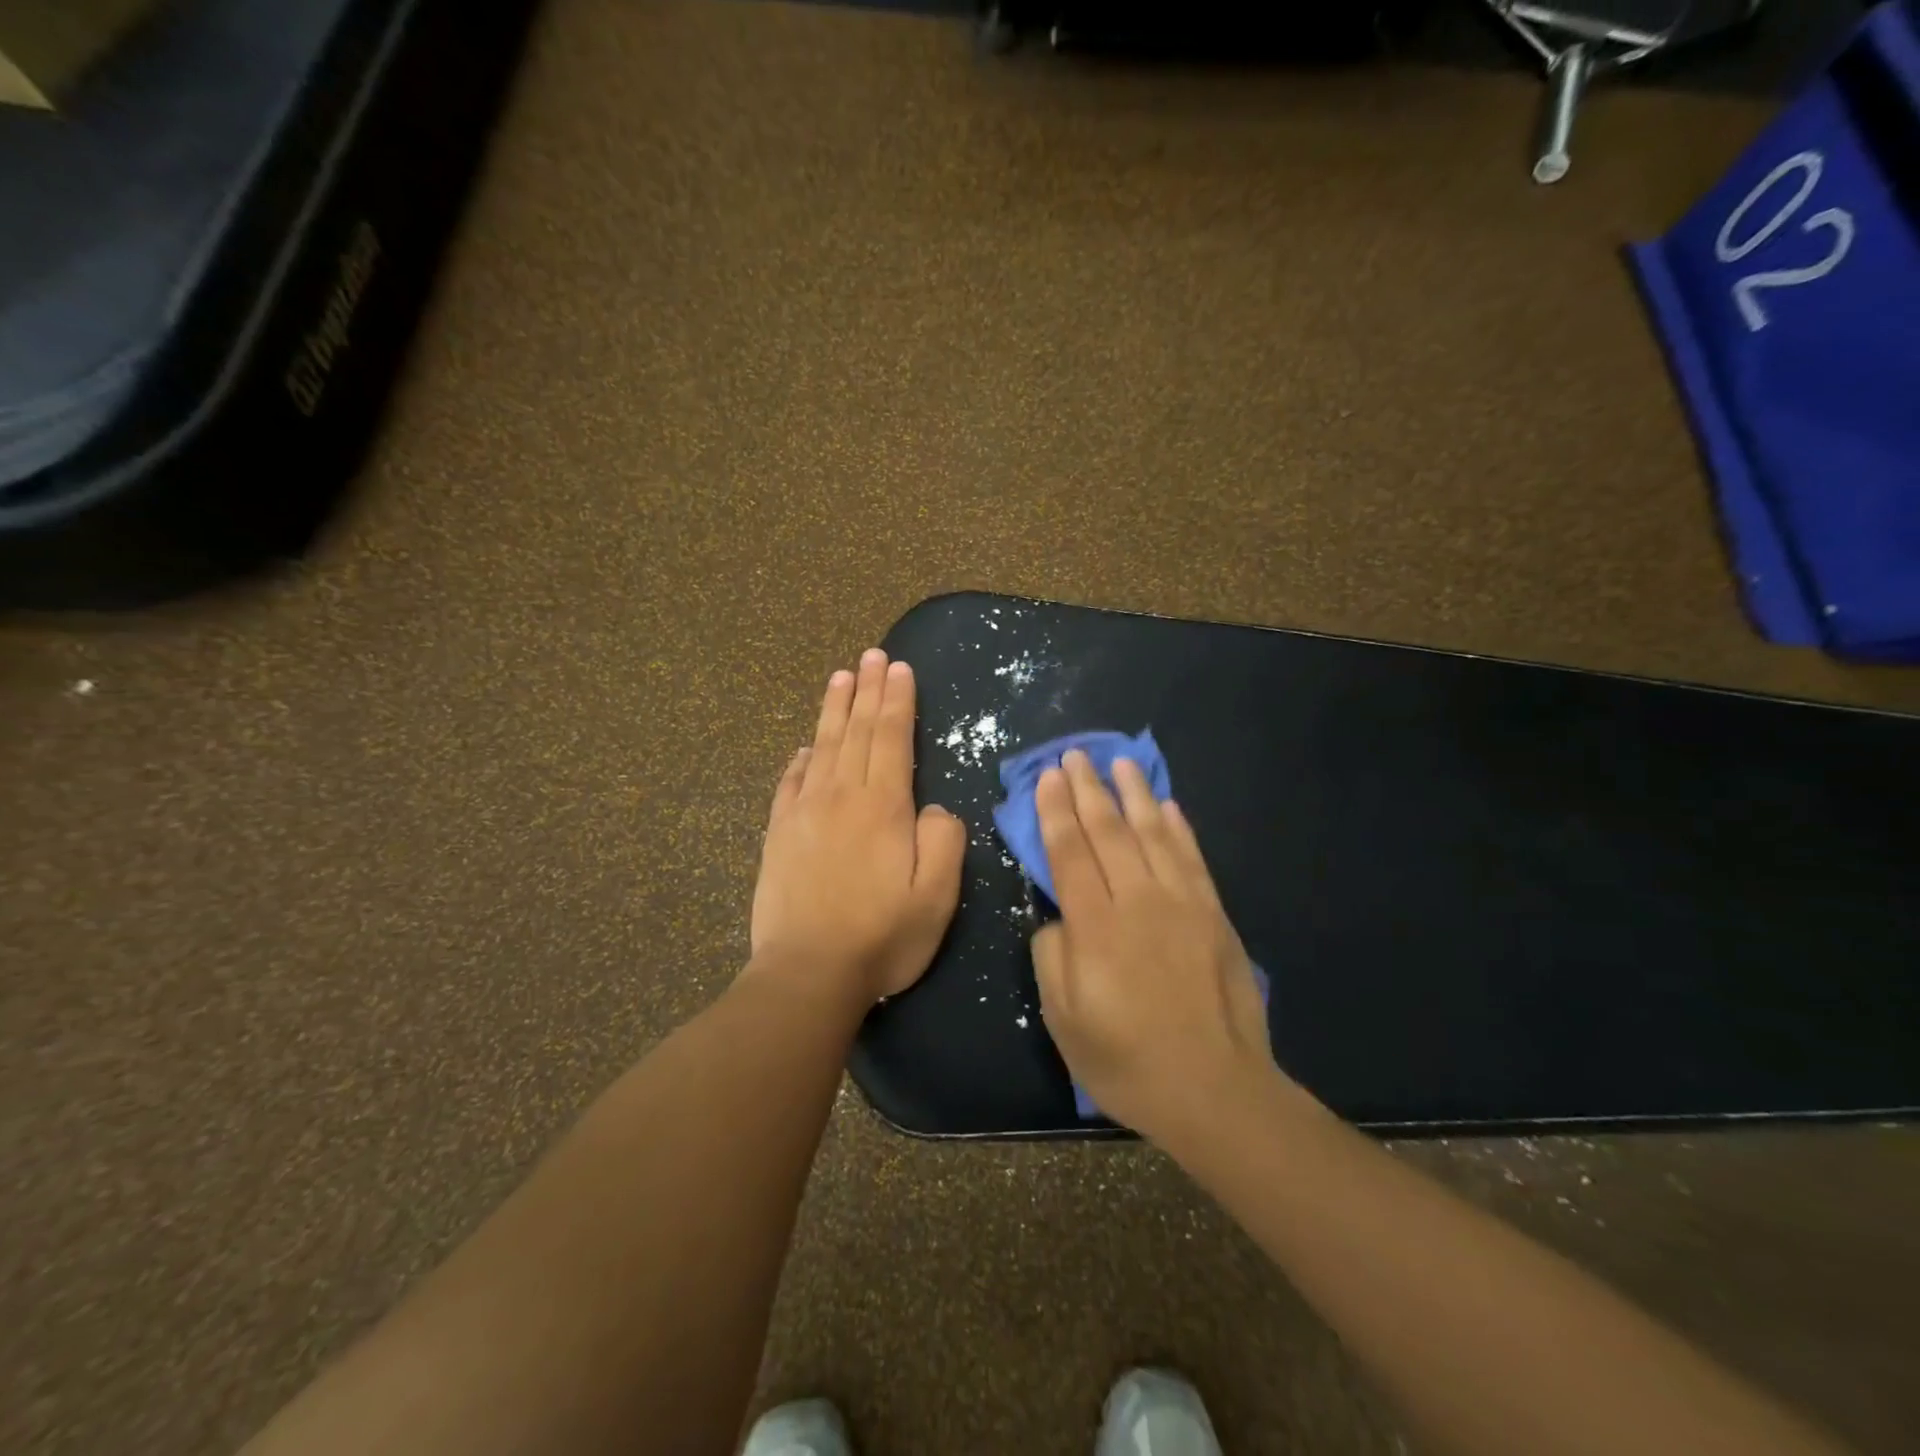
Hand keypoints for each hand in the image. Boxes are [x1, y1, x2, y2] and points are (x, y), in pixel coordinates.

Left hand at [750, 649, 967, 1004]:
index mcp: (884, 806)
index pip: (891, 738)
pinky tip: (804, 747)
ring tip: (840, 676)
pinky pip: (790, 783)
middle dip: (867, 690)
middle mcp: (842, 796)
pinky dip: (800, 759)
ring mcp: (804, 812)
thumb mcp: (938, 894)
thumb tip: (933, 807)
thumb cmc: (883, 936)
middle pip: (856, 731)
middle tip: (871, 655)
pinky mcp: (778, 834)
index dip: (897, 700)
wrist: (808, 973)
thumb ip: (944, 839)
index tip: (898, 667)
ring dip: (833, 709)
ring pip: (822, 747)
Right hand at [1031, 751, 1274, 1141]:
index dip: (1056, 811)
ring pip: (1153, 834)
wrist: (1215, 1090)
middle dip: (1088, 790)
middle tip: (1076, 754)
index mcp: (1095, 928)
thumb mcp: (1064, 1021)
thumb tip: (1058, 917)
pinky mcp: (1214, 915)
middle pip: (1108, 832)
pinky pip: (1192, 859)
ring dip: (1134, 795)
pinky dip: (1178, 828)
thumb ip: (1052, 957)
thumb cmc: (1127, 1060)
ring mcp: (1181, 905)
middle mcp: (1137, 902)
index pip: (1070, 853)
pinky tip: (1168, 806)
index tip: (1049, 776)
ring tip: (1121, 763)